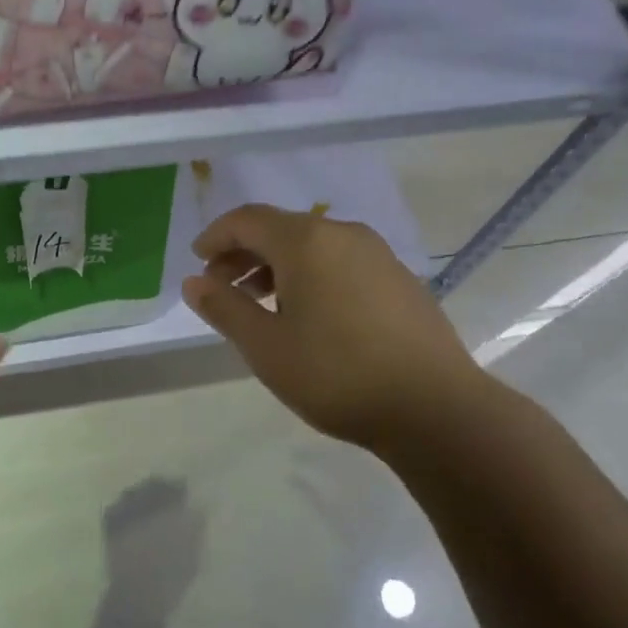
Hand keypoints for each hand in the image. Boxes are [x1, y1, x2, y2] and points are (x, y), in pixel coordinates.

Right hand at [180, 205, 495, 456]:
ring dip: (277, 266)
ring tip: (260, 305)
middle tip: (221, 288)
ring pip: (313, 246)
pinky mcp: (399, 279)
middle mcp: (343, 234)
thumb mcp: (266, 346)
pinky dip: (311, 276)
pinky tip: (309, 316)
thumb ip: (225, 308)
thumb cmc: (336, 374)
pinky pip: (340, 263)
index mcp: (306, 241)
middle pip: (280, 229)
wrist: (433, 407)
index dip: (215, 237)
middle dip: (243, 253)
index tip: (197, 262)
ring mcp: (377, 255)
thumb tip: (194, 282)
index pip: (247, 219)